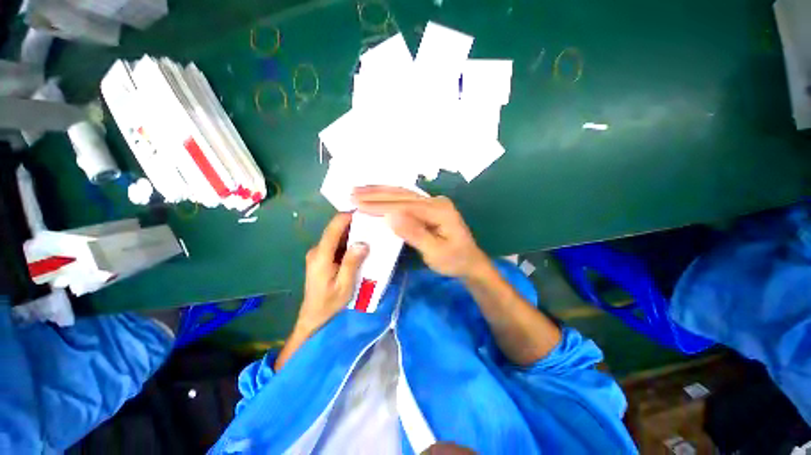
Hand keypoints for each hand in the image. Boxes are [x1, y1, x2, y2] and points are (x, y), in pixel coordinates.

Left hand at [297, 213, 368, 335]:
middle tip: (372, 222)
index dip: (347, 217)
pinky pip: (337, 244)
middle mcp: (317, 250)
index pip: (333, 229)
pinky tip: (361, 244)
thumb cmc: (329, 303)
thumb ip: (351, 262)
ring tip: (371, 231)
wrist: (314, 317)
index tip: (364, 211)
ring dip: (352, 233)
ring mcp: (318, 254)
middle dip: (353, 224)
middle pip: (335, 230)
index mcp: (321, 256)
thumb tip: (362, 242)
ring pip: (337, 236)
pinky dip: (349, 241)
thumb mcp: (344, 285)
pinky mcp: (322, 258)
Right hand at [352, 186, 487, 278]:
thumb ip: (414, 233)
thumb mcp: (435, 252)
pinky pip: (406, 198)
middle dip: (376, 194)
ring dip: (380, 191)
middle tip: (352, 193)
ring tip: (360, 189)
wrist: (470, 262)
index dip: (380, 206)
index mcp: (439, 210)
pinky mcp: (429, 207)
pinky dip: (389, 195)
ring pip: (403, 193)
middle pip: (402, 195)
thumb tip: (391, 216)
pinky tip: (378, 193)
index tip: (357, 205)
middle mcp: (435, 201)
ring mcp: (433, 202)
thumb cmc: (454, 260)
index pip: (404, 205)